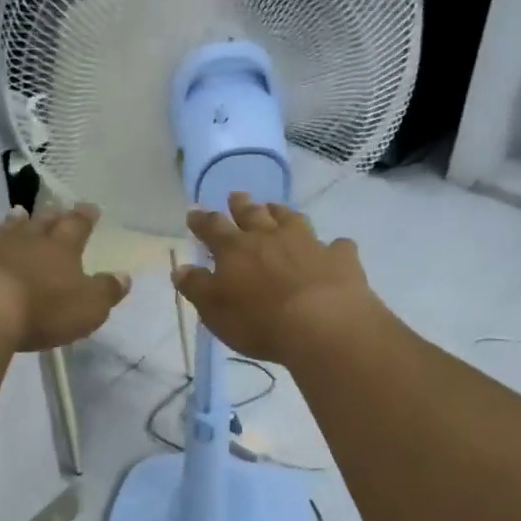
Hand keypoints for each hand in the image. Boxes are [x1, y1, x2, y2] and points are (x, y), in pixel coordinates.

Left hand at [0, 205, 130, 353]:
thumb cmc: (43, 310)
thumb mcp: (88, 307)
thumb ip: (106, 291)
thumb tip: (124, 276)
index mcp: (60, 250)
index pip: (77, 227)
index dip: (84, 217)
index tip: (90, 207)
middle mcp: (25, 242)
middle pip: (41, 224)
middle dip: (51, 216)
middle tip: (56, 208)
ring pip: (3, 230)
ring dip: (12, 223)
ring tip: (16, 214)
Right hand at [173, 193, 378, 363]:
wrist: (321, 324)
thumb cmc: (259, 321)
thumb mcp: (215, 310)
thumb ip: (197, 287)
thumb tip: (180, 268)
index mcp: (235, 250)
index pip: (213, 228)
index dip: (202, 220)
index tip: (194, 213)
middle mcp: (270, 237)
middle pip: (252, 214)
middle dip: (241, 205)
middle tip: (236, 195)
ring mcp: (308, 243)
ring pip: (292, 219)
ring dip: (281, 212)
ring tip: (275, 207)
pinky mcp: (339, 258)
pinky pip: (336, 246)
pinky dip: (332, 246)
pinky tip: (333, 248)